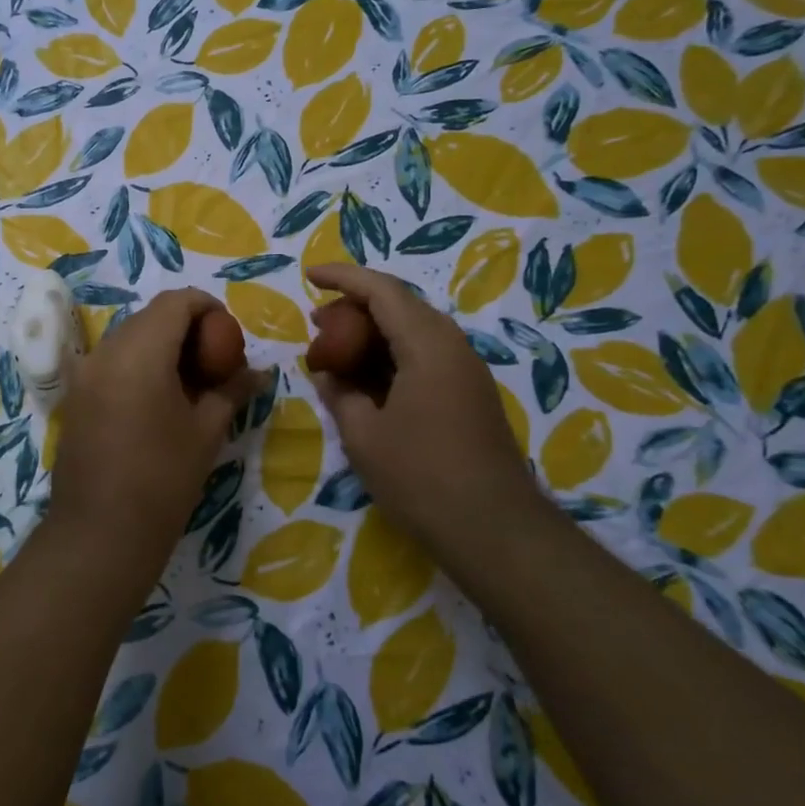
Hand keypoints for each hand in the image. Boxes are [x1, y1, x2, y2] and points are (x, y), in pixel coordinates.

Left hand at [48, 289, 259, 564]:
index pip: (176, 301)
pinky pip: (111, 361)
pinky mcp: (75, 396)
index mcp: (140, 351)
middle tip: (214, 361)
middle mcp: (106, 351)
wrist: (100, 533)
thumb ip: (232, 391)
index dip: (208, 307)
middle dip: (186, 327)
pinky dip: (138, 364)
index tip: (230, 336)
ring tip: (189, 383)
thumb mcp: (206, 431)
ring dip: (161, 345)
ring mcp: (85, 373)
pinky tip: (157, 400)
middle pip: (151, 316)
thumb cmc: (163, 480)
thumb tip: (259, 373)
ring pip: (129, 337)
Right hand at [305, 263, 547, 548]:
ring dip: (374, 334)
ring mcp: (466, 371)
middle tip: (318, 324)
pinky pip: (426, 356)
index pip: (382, 291)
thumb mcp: (364, 435)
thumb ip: (340, 393)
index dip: (343, 277)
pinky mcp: (470, 395)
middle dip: (356, 307)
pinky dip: (392, 356)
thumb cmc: (421, 477)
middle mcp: (453, 346)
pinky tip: (369, 381)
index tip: (309, 275)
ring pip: (415, 331)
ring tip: (337, 351)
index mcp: (428, 345)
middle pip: (401, 306)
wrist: (495, 530)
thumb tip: (326, 373)